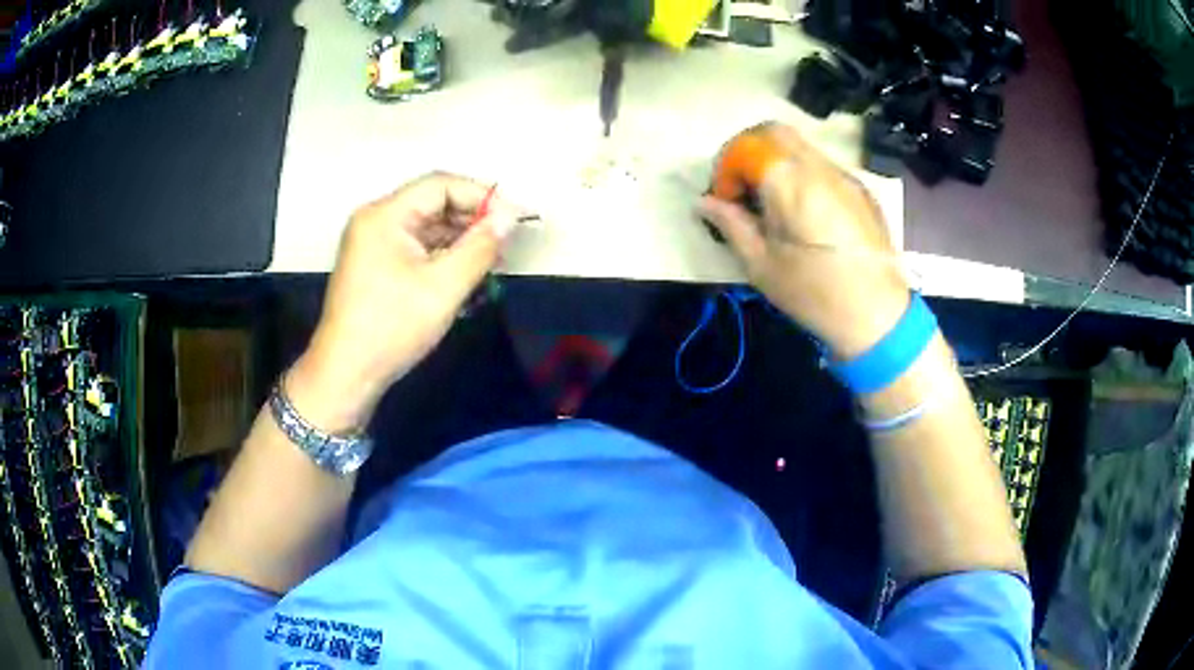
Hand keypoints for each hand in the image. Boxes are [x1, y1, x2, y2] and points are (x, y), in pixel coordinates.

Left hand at [287, 173, 522, 432]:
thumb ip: (480, 247)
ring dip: (461, 241)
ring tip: (493, 263)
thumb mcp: (443, 287)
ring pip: (427, 228)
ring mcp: (374, 244)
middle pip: (434, 204)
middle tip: (507, 244)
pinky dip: (443, 258)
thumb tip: (509, 218)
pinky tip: (467, 275)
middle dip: (473, 221)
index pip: (441, 185)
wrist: (346, 375)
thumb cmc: (391, 328)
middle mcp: (376, 220)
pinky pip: (417, 249)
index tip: (514, 220)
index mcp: (385, 215)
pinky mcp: (377, 265)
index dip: (482, 197)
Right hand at [700, 123, 910, 358]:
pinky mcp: (861, 190)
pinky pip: (823, 165)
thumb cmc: (815, 295)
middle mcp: (819, 167)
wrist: (879, 317)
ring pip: (801, 146)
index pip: (746, 146)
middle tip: (741, 187)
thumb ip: (731, 225)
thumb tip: (704, 202)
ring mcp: (845, 176)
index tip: (724, 200)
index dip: (726, 167)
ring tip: (771, 201)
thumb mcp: (762, 266)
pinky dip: (802, 173)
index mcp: (791, 183)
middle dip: (747, 151)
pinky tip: (804, 211)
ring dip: (776, 160)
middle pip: (773, 131)